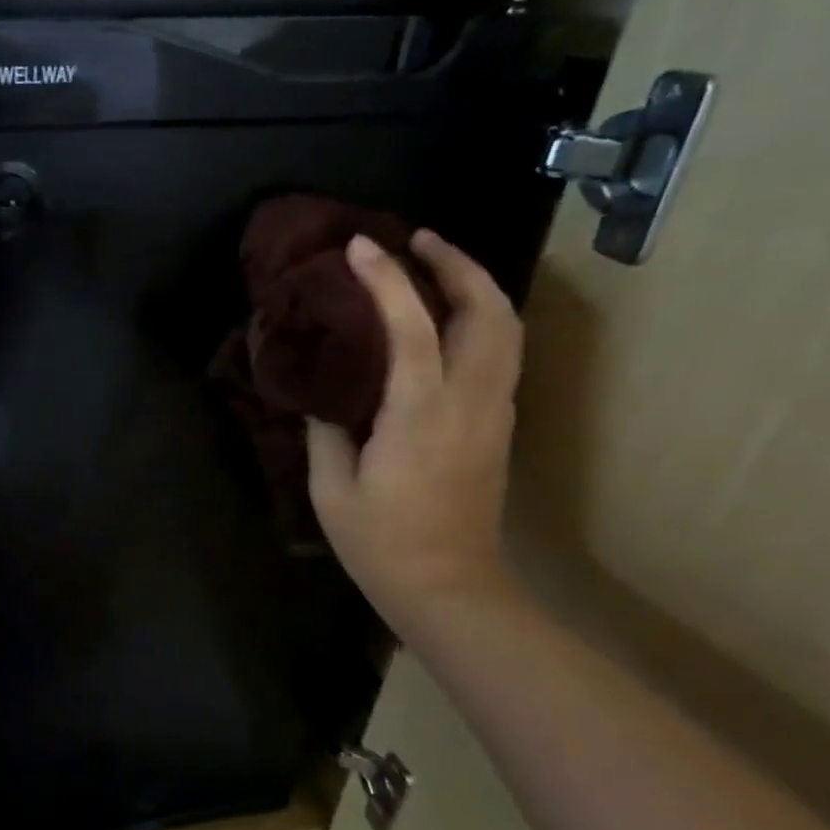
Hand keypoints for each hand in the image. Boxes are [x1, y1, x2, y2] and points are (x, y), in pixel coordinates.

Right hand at [307, 230, 524, 633]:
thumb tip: (322, 390)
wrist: (450, 589)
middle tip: (418, 241)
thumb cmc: (382, 543)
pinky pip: (499, 354)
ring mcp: (493, 413)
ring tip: (436, 267)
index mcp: (420, 414)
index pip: (411, 327)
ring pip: (506, 329)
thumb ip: (326, 429)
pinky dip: (480, 319)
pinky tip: (446, 321)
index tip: (359, 248)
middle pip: (488, 311)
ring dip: (476, 287)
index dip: (387, 280)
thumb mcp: (332, 489)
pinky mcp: (498, 427)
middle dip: (457, 264)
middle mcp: (469, 402)